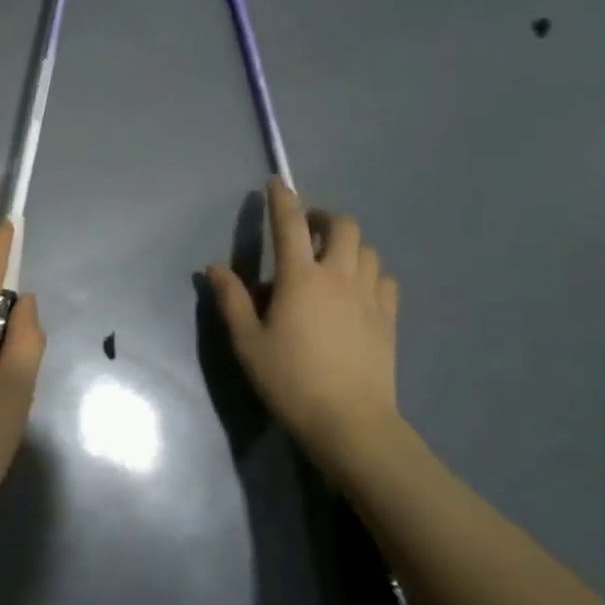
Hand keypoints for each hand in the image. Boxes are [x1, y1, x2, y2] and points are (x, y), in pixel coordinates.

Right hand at [207, 179, 402, 478]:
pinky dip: (370, 273)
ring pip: (367, 250)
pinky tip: (357, 290)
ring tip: (331, 260)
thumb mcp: (247, 341)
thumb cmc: (289, 379)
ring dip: (348, 245)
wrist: (349, 421)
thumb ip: (232, 299)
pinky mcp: (388, 318)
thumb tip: (215, 267)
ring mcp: (369, 296)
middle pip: (342, 226)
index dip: (282, 199)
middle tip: (306, 230)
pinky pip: (385, 279)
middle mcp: (338, 276)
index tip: (277, 182)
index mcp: (300, 278)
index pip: (289, 224)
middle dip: (324, 218)